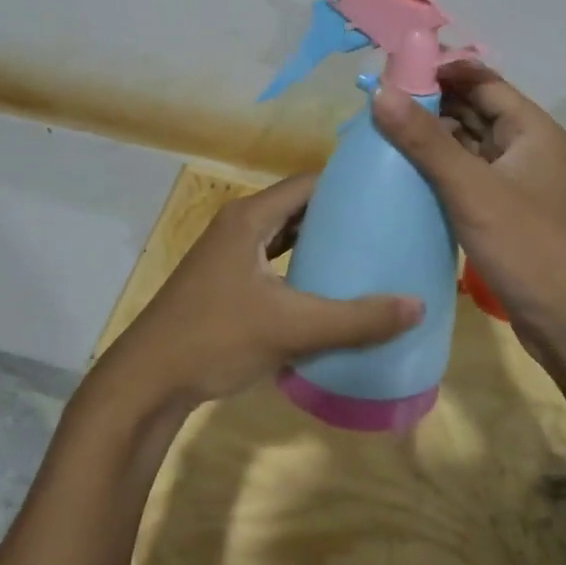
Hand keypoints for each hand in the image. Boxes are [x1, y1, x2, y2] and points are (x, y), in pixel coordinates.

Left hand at [104, 173, 422, 412]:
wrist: (147, 381)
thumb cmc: (216, 339)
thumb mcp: (292, 328)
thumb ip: (356, 319)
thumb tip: (418, 305)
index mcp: (250, 218)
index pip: (308, 183)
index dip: (347, 185)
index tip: (387, 195)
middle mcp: (238, 225)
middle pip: (297, 207)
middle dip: (338, 215)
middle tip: (384, 226)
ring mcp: (227, 254)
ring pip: (283, 235)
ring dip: (317, 242)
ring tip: (364, 254)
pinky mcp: (224, 281)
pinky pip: (271, 260)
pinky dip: (298, 265)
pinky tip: (325, 287)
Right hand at [371, 62, 565, 364]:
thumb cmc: (531, 249)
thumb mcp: (473, 191)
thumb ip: (426, 142)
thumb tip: (381, 91)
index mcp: (530, 129)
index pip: (480, 80)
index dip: (438, 71)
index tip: (390, 73)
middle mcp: (525, 148)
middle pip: (473, 110)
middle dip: (429, 104)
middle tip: (375, 107)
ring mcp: (516, 182)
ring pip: (468, 146)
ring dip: (431, 139)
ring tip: (379, 137)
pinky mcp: (505, 213)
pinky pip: (467, 178)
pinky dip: (438, 172)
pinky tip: (403, 177)